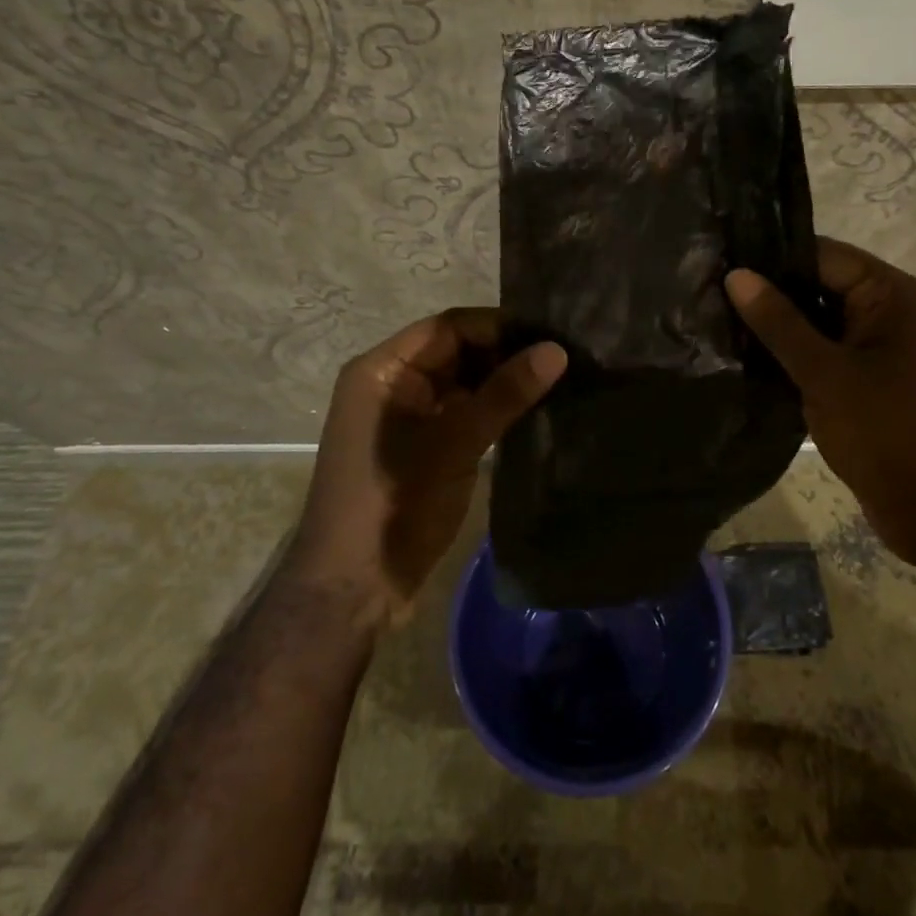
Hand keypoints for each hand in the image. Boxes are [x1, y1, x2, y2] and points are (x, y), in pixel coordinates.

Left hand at [289, 309, 565, 628]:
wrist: (353, 588)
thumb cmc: (392, 503)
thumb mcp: (453, 443)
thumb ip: (504, 393)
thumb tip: (557, 350)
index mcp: (382, 370)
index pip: (448, 327)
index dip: (498, 327)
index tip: (550, 334)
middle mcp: (392, 384)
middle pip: (456, 352)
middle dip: (505, 353)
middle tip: (562, 357)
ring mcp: (408, 418)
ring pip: (463, 384)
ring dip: (503, 382)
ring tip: (557, 379)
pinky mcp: (425, 447)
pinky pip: (463, 413)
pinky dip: (494, 410)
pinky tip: (533, 411)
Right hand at [725, 238, 915, 566]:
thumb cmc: (887, 432)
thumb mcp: (824, 373)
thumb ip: (779, 322)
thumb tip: (736, 275)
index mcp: (892, 294)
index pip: (822, 255)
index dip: (771, 260)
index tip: (719, 267)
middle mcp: (893, 312)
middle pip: (821, 286)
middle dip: (771, 296)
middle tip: (710, 300)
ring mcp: (886, 349)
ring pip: (822, 323)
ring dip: (780, 330)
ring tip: (720, 328)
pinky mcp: (875, 382)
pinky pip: (829, 354)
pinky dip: (797, 357)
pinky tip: (751, 362)